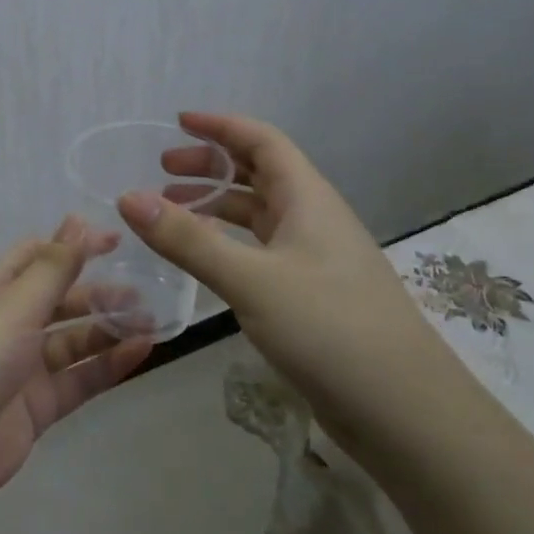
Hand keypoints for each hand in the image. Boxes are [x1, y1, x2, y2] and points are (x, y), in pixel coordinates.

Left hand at [0, 217, 153, 517]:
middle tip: (143, 290)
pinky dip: (107, 366)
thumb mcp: (12, 306)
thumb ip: (52, 269)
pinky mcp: (37, 408)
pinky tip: (140, 351)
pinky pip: (78, 380)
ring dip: (108, 329)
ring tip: (150, 320)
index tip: (116, 242)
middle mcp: (6, 325)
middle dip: (97, 293)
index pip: (35, 258)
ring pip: (73, 341)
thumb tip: (78, 220)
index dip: (72, 246)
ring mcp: (22, 368)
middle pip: (58, 300)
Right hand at [116, 112, 467, 454]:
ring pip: (260, 216)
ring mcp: (315, 260)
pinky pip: (262, 251)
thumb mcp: (251, 280)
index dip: (221, 126)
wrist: (406, 412)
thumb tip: (127, 198)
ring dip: (217, 206)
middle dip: (211, 166)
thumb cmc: (330, 329)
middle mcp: (314, 220)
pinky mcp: (312, 296)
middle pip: (259, 174)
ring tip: (173, 212)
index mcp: (308, 200)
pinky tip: (206, 261)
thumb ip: (188, 240)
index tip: (178, 122)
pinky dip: (229, 244)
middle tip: (163, 172)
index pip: (262, 142)